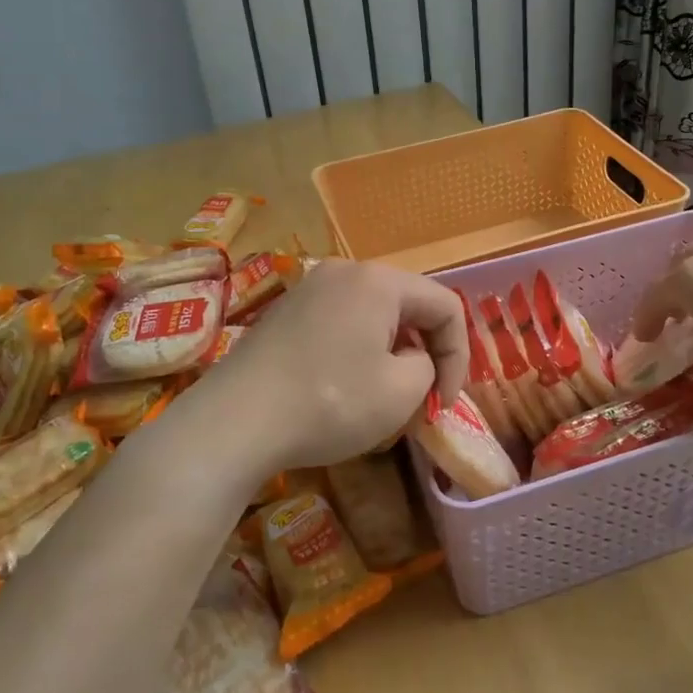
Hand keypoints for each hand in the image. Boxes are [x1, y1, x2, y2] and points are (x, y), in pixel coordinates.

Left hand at [187, 259, 466, 477]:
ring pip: (374, 317)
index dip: (459, 356)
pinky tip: (345, 390)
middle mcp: (344, 271)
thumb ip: (427, 367)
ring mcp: (309, 289)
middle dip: (424, 354)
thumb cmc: (329, 402)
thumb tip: (412, 360)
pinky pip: (340, 324)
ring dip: (391, 355)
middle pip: (408, 306)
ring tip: (386, 400)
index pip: (446, 306)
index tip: (445, 403)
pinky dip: (358, 353)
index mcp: (379, 281)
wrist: (234, 421)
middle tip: (422, 401)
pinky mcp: (285, 313)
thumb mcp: (401, 393)